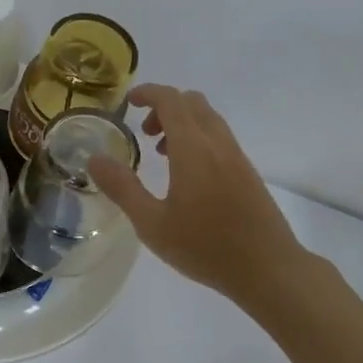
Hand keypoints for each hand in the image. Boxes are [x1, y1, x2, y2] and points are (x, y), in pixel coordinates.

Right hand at [88, 84, 305, 307]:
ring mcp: (237, 157)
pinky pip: (220, 137)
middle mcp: (218, 143)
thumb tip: (95, 159)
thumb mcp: (152, 223)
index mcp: (193, 148)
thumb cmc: (204, 247)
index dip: (148, 93)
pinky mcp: (248, 172)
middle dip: (165, 106)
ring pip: (209, 119)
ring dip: (183, 123)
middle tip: (144, 132)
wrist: (268, 268)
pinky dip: (199, 138)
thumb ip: (122, 188)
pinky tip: (188, 176)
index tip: (128, 102)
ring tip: (162, 155)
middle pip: (192, 103)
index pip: (171, 100)